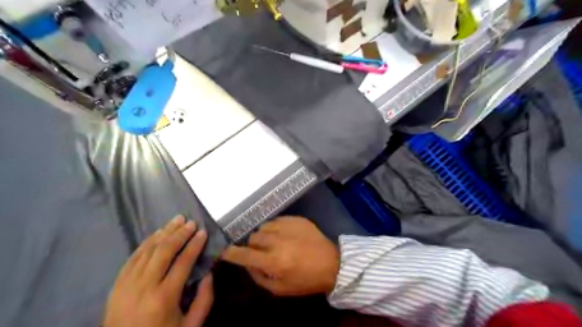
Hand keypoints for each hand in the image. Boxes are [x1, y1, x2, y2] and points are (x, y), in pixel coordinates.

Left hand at [104, 215, 212, 326]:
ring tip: (177, 220)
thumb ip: (204, 299)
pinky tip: (157, 234)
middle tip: (191, 222)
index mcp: (164, 297)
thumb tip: (208, 273)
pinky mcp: (117, 284)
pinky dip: (146, 243)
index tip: (203, 232)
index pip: (183, 261)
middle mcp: (144, 286)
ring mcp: (127, 284)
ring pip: (147, 250)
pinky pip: (133, 257)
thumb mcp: (191, 326)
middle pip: (164, 251)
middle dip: (179, 234)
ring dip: (164, 233)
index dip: (195, 245)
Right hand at [224, 217, 341, 296]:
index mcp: (274, 262)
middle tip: (262, 252)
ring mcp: (288, 227)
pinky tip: (285, 234)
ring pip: (263, 227)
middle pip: (253, 237)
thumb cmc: (306, 280)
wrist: (332, 263)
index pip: (244, 255)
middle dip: (253, 246)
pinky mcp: (296, 219)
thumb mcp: (280, 289)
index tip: (224, 251)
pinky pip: (276, 220)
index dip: (231, 253)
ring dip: (264, 235)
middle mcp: (278, 241)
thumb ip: (259, 277)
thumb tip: (247, 263)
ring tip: (274, 241)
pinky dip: (275, 228)